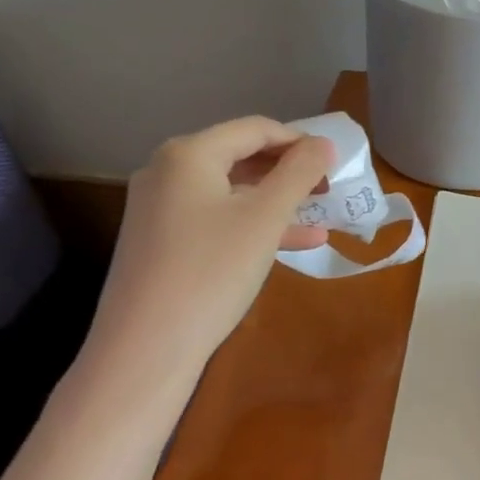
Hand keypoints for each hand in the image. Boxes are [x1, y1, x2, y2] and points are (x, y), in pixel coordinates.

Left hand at [77, 118, 334, 402]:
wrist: (145, 350)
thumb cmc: (212, 271)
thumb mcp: (266, 218)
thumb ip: (299, 173)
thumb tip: (323, 143)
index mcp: (188, 155)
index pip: (255, 129)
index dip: (299, 141)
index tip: (334, 162)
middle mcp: (167, 172)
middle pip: (241, 157)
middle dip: (288, 171)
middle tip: (328, 188)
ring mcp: (160, 209)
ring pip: (231, 192)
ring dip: (277, 201)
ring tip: (321, 215)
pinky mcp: (162, 243)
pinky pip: (216, 219)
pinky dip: (253, 226)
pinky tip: (295, 243)